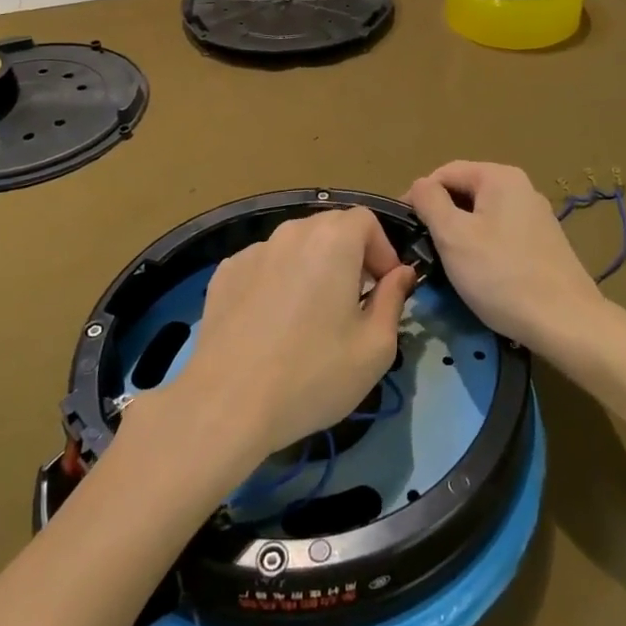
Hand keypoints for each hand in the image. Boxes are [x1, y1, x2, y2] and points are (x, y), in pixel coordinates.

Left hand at [156, 208, 416, 469]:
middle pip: (330, 227)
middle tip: (354, 302)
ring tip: (311, 315)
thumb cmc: (313, 374)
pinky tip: (273, 324)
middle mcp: (291, 233)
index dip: (382, 250)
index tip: (384, 289)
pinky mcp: (224, 274)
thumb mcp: (375, 347)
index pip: (366, 220)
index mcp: (333, 240)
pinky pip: (265, 265)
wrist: (227, 405)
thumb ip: (393, 300)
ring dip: (313, 268)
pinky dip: (278, 281)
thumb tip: (401, 274)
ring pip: (295, 246)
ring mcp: (252, 251)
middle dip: (350, 256)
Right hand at [408, 161, 618, 363]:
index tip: (404, 230)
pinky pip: (501, 234)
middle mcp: (522, 187)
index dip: (418, 197)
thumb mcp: (453, 236)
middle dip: (440, 217)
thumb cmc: (501, 275)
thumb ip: (430, 202)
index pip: (444, 173)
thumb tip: (420, 186)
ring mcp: (536, 216)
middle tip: (423, 250)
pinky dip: (482, 248)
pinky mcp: (543, 243)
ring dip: (460, 235)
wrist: (565, 321)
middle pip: (465, 192)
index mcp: (500, 176)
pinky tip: (479, 274)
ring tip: (447, 265)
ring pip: (482, 216)